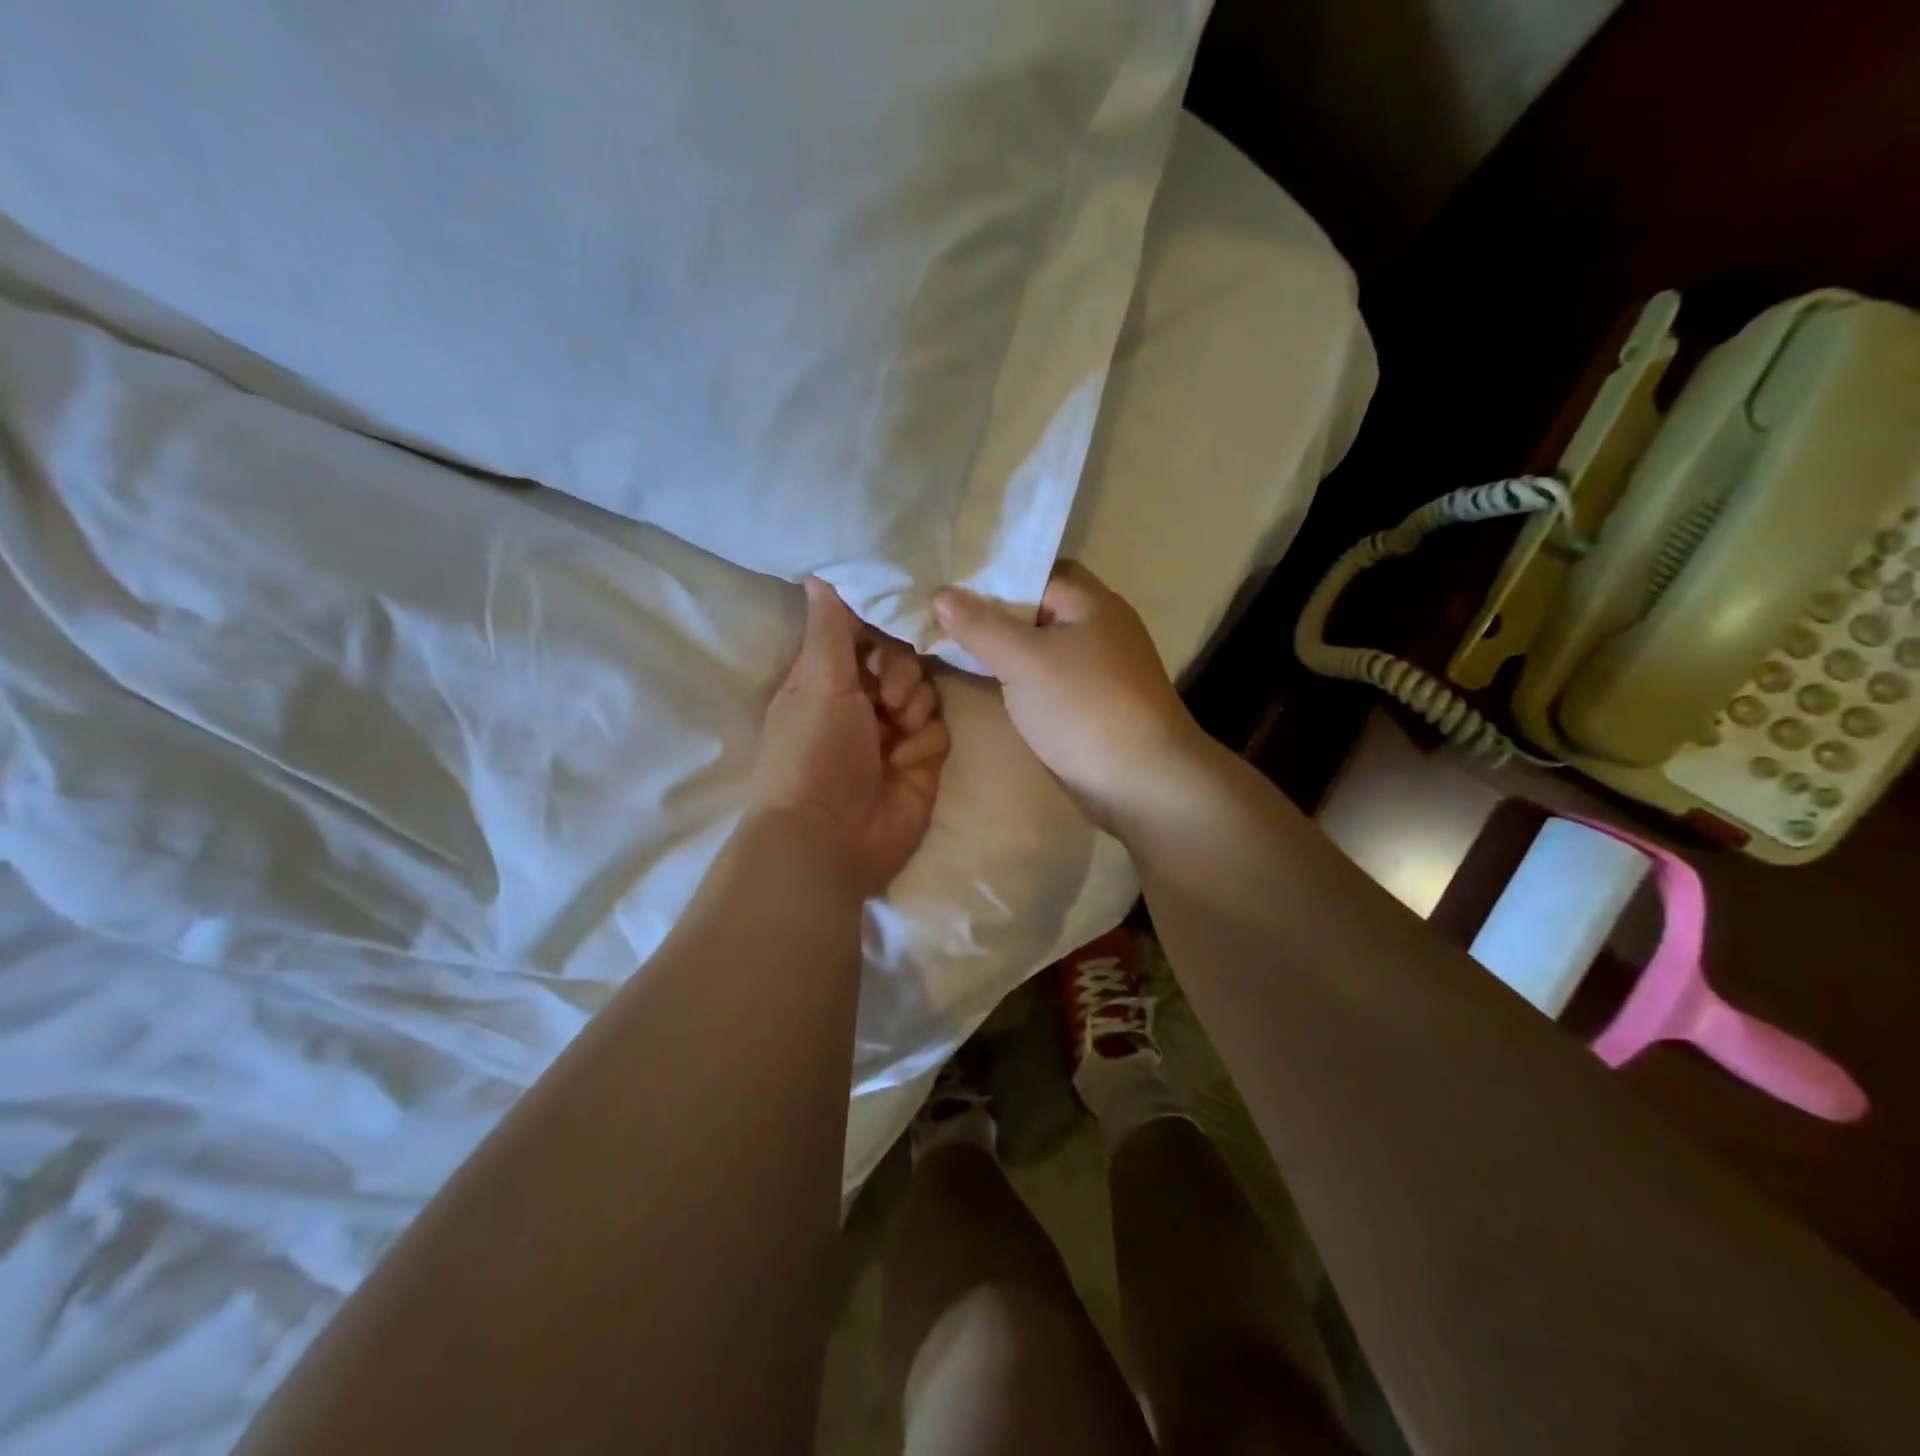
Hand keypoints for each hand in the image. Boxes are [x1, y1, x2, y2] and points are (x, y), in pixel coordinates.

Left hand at [748, 577, 950, 895]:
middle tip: (885, 694)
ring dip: (913, 707)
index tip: (896, 618)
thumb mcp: (819, 680)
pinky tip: (903, 763)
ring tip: (894, 731)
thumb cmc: (814, 751)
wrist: (830, 836)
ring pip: (927, 693)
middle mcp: (862, 703)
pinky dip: (923, 743)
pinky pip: (939, 730)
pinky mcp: (921, 763)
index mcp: (828, 679)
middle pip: (904, 660)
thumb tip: (816, 572)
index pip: (865, 634)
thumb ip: (830, 626)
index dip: (882, 626)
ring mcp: (893, 735)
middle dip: (901, 672)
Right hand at [932, 562, 1204, 827]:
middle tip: (938, 616)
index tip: (945, 582)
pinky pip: (1047, 677)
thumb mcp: (1023, 660)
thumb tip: (940, 593)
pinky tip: (987, 682)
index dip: (989, 574)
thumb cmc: (1083, 707)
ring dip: (1002, 648)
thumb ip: (980, 626)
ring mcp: (1097, 667)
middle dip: (990, 613)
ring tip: (949, 645)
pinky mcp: (1092, 702)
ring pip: (1040, 646)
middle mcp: (1098, 626)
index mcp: (1090, 601)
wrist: (1142, 782)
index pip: (1033, 570)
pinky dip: (1018, 676)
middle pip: (1035, 608)